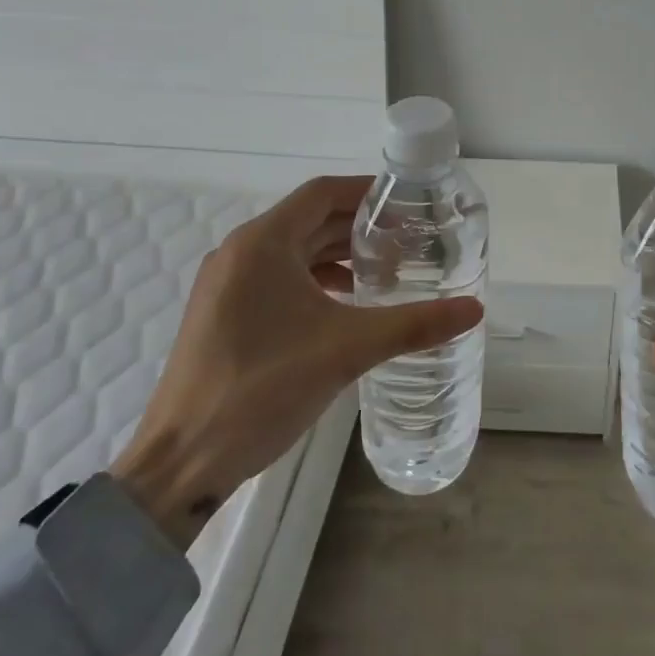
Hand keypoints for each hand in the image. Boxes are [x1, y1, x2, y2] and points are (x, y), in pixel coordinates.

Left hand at [112, 175, 482, 547]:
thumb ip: (413, 324)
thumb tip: (474, 309)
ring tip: (386, 274)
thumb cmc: (261, 389)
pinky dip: (315, 281)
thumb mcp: (346, 350)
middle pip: (310, 220)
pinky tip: (345, 306)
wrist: (180, 463)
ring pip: (294, 250)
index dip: (368, 192)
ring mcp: (226, 284)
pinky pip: (278, 278)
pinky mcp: (223, 314)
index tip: (410, 204)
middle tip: (409, 242)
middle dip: (360, 227)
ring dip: (339, 255)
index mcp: (262, 243)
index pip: (323, 193)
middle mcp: (240, 251)